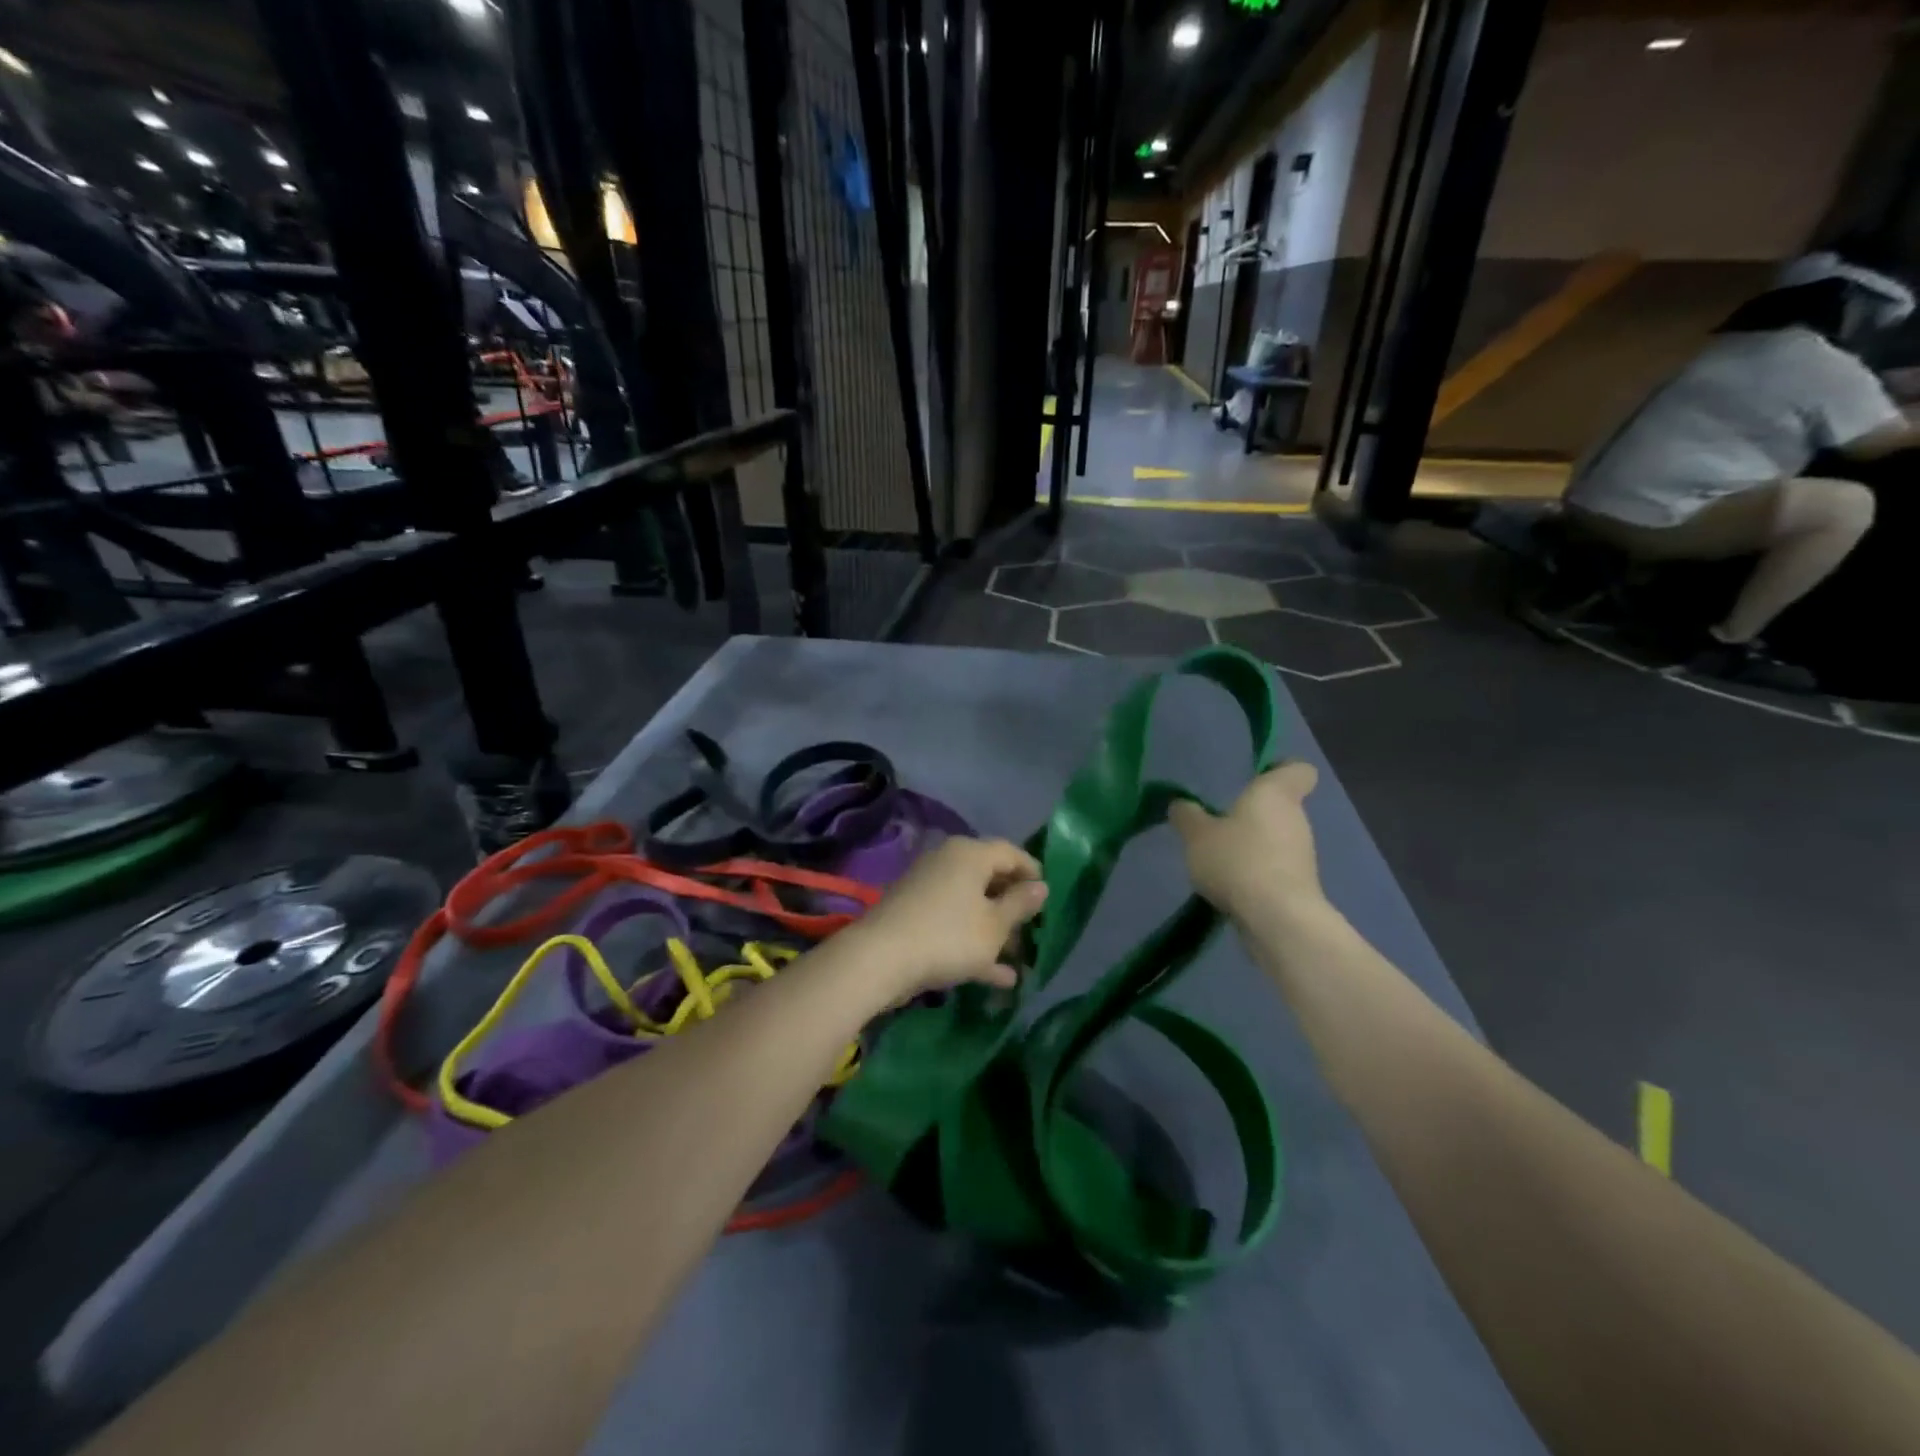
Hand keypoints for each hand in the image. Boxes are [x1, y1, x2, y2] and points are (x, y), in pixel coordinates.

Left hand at [841, 837, 1047, 1000]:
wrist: (880, 959)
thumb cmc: (949, 936)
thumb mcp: (994, 925)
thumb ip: (1020, 905)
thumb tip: (1040, 887)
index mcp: (970, 854)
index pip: (1010, 853)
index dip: (1033, 873)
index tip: (1048, 897)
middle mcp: (948, 862)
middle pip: (989, 879)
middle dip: (1013, 907)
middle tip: (1033, 931)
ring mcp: (927, 889)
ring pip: (971, 905)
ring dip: (995, 931)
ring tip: (1018, 959)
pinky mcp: (913, 914)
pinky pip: (952, 923)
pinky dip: (973, 943)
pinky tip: (997, 977)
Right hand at [1168, 760, 1323, 917]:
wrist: (1276, 918)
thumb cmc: (1237, 860)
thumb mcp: (1196, 835)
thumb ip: (1187, 816)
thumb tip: (1181, 804)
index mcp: (1276, 793)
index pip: (1297, 769)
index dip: (1280, 770)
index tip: (1257, 777)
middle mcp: (1296, 818)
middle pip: (1281, 806)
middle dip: (1253, 814)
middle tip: (1218, 823)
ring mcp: (1302, 854)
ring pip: (1277, 839)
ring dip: (1253, 846)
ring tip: (1219, 859)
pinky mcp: (1300, 885)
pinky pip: (1275, 868)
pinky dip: (1256, 873)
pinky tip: (1231, 886)